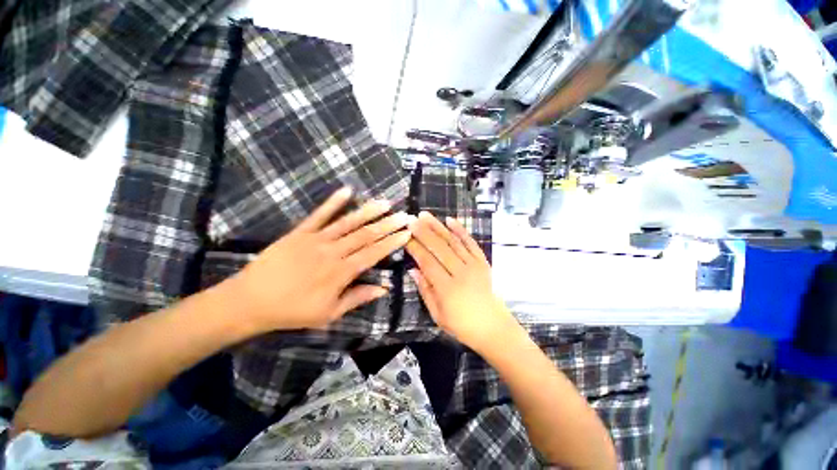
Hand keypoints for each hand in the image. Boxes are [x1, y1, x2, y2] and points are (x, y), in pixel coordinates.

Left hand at [224, 187, 412, 332]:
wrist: (250, 301)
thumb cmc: (292, 311)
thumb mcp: (329, 313)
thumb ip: (357, 298)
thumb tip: (383, 289)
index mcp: (341, 272)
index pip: (373, 253)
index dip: (392, 242)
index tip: (406, 233)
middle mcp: (333, 252)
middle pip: (365, 235)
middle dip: (388, 224)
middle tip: (404, 215)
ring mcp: (316, 239)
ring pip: (348, 222)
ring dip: (368, 211)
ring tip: (385, 202)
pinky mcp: (300, 232)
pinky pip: (319, 214)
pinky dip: (333, 202)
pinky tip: (347, 190)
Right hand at [406, 212, 517, 351]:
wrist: (493, 327)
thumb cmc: (462, 325)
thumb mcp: (437, 314)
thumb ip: (425, 290)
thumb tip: (413, 269)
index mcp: (447, 289)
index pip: (427, 262)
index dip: (415, 248)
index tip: (405, 236)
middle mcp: (460, 273)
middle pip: (439, 248)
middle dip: (424, 232)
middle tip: (411, 219)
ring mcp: (474, 266)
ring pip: (453, 242)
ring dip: (438, 227)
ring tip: (426, 215)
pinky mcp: (483, 262)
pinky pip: (471, 243)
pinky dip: (460, 230)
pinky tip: (450, 220)